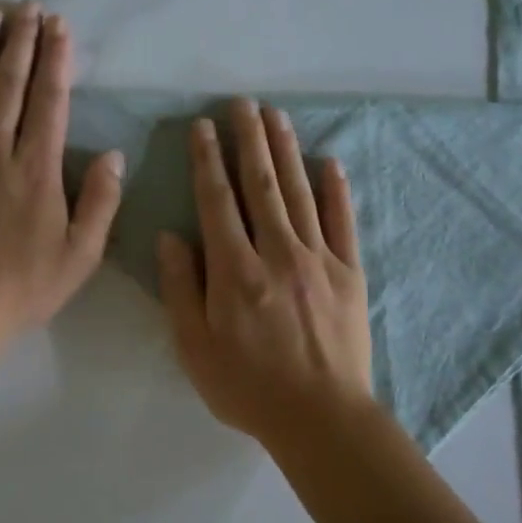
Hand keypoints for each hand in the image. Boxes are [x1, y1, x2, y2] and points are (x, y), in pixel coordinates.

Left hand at [0, 3, 123, 349]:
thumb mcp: (79, 256)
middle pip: (10, 83)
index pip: (49, 100)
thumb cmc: (19, 288)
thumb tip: (115, 155)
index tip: (59, 26)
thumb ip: (101, 202)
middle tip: (29, 6)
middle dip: (22, 41)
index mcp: (36, 168)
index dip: (56, 59)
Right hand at [158, 99, 372, 444]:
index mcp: (235, 270)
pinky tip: (330, 162)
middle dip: (249, 139)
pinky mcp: (350, 273)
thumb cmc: (248, 387)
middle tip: (242, 103)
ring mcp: (319, 259)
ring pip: (299, 192)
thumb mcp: (194, 347)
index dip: (207, 159)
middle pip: (261, 184)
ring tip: (276, 116)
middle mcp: (277, 252)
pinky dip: (336, 190)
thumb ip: (181, 287)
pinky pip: (343, 222)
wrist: (321, 419)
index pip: (217, 200)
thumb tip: (171, 236)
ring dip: (286, 150)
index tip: (203, 126)